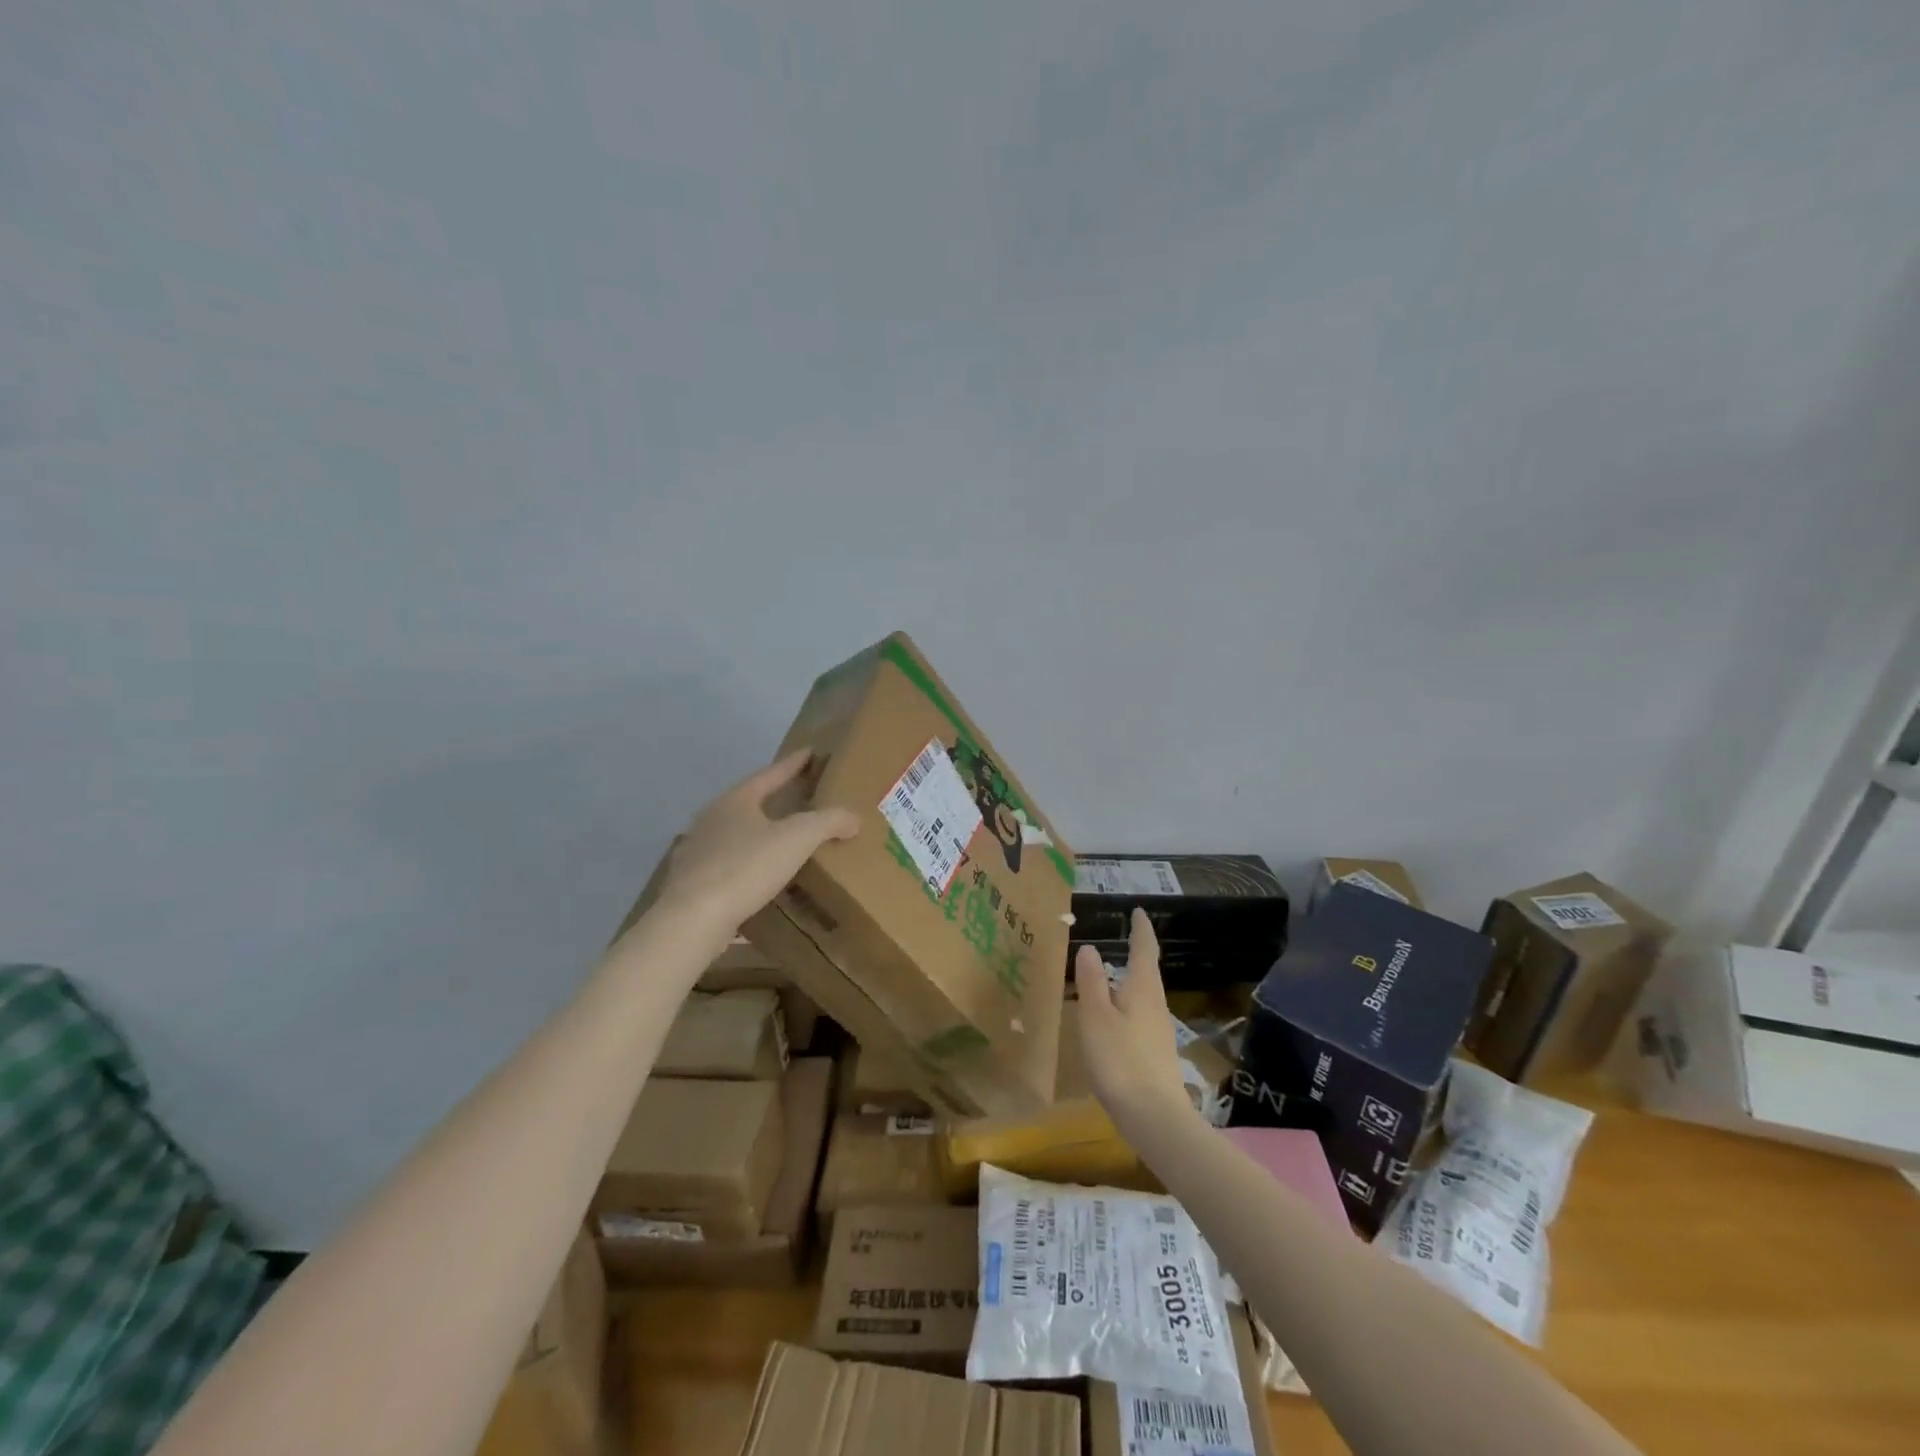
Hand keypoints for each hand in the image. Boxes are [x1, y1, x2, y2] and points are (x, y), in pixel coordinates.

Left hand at [654, 749, 858, 938]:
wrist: (692, 919)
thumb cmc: (746, 867)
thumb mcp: (797, 839)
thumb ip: (828, 822)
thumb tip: (853, 818)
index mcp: (735, 801)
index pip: (770, 774)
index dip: (793, 764)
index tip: (810, 752)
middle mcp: (711, 820)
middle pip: (748, 803)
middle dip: (773, 800)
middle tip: (798, 797)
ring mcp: (697, 852)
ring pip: (735, 837)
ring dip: (759, 837)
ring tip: (782, 843)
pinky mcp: (692, 884)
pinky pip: (728, 869)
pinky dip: (747, 870)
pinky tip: (760, 884)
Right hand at [1074, 908, 1197, 1125]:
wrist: (1155, 1118)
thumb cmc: (1120, 1060)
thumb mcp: (1095, 1017)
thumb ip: (1092, 982)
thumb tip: (1091, 948)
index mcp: (1143, 989)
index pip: (1144, 949)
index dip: (1141, 929)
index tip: (1138, 911)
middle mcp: (1156, 1005)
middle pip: (1146, 973)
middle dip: (1135, 956)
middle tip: (1120, 941)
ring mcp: (1159, 1032)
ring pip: (1142, 997)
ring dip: (1128, 984)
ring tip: (1108, 980)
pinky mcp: (1156, 1055)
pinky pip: (1139, 1019)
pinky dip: (1125, 1009)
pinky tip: (1112, 1024)